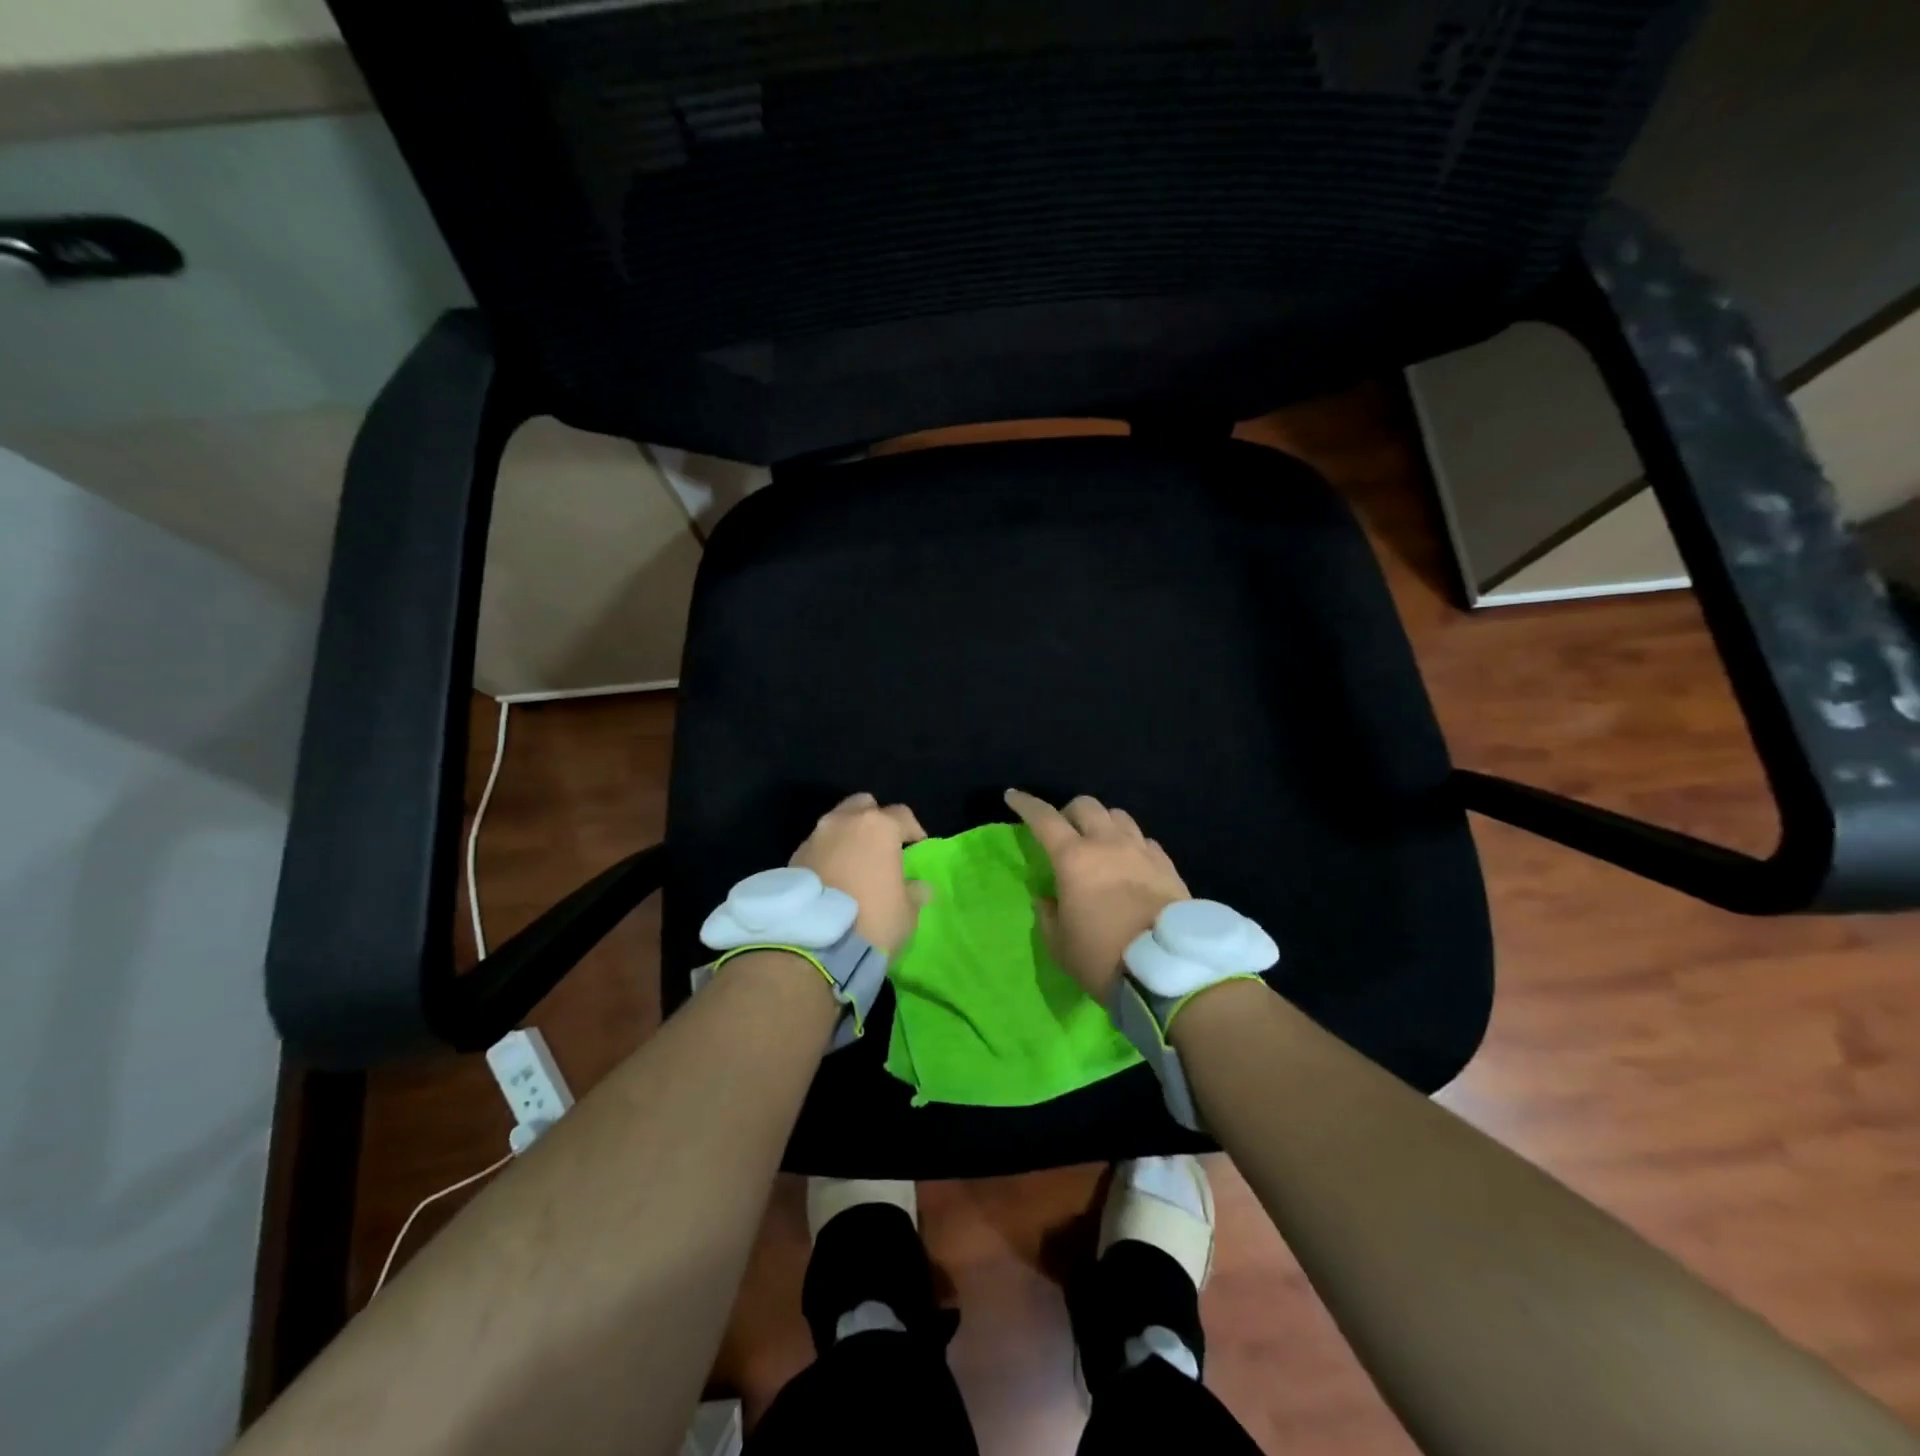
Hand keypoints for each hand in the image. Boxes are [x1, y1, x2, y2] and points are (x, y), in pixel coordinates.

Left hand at [790, 793, 928, 954]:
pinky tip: (833, 878)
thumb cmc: (872, 920)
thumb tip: (918, 887)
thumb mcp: (906, 912)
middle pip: (864, 806)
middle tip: (882, 846)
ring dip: (848, 837)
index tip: (917, 847)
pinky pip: (818, 846)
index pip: (903, 815)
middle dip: (875, 820)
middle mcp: (845, 822)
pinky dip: (828, 854)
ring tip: (854, 863)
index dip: (913, 830)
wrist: (812, 944)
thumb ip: (913, 892)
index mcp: (879, 827)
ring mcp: (815, 837)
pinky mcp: (793, 857)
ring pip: (837, 823)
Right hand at [1004, 789, 1189, 1003]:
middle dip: (1069, 812)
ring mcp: (1141, 850)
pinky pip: (1143, 839)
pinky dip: (1130, 843)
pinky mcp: (1166, 864)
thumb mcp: (1060, 945)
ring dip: (1102, 823)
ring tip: (1099, 844)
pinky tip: (1130, 862)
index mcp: (1074, 859)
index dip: (1025, 804)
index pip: (1044, 818)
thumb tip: (1046, 898)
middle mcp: (1107, 844)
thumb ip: (1048, 915)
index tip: (1013, 797)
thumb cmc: (1103, 957)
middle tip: (1064, 833)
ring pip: (1118, 815)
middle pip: (1086, 805)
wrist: (1168, 971)